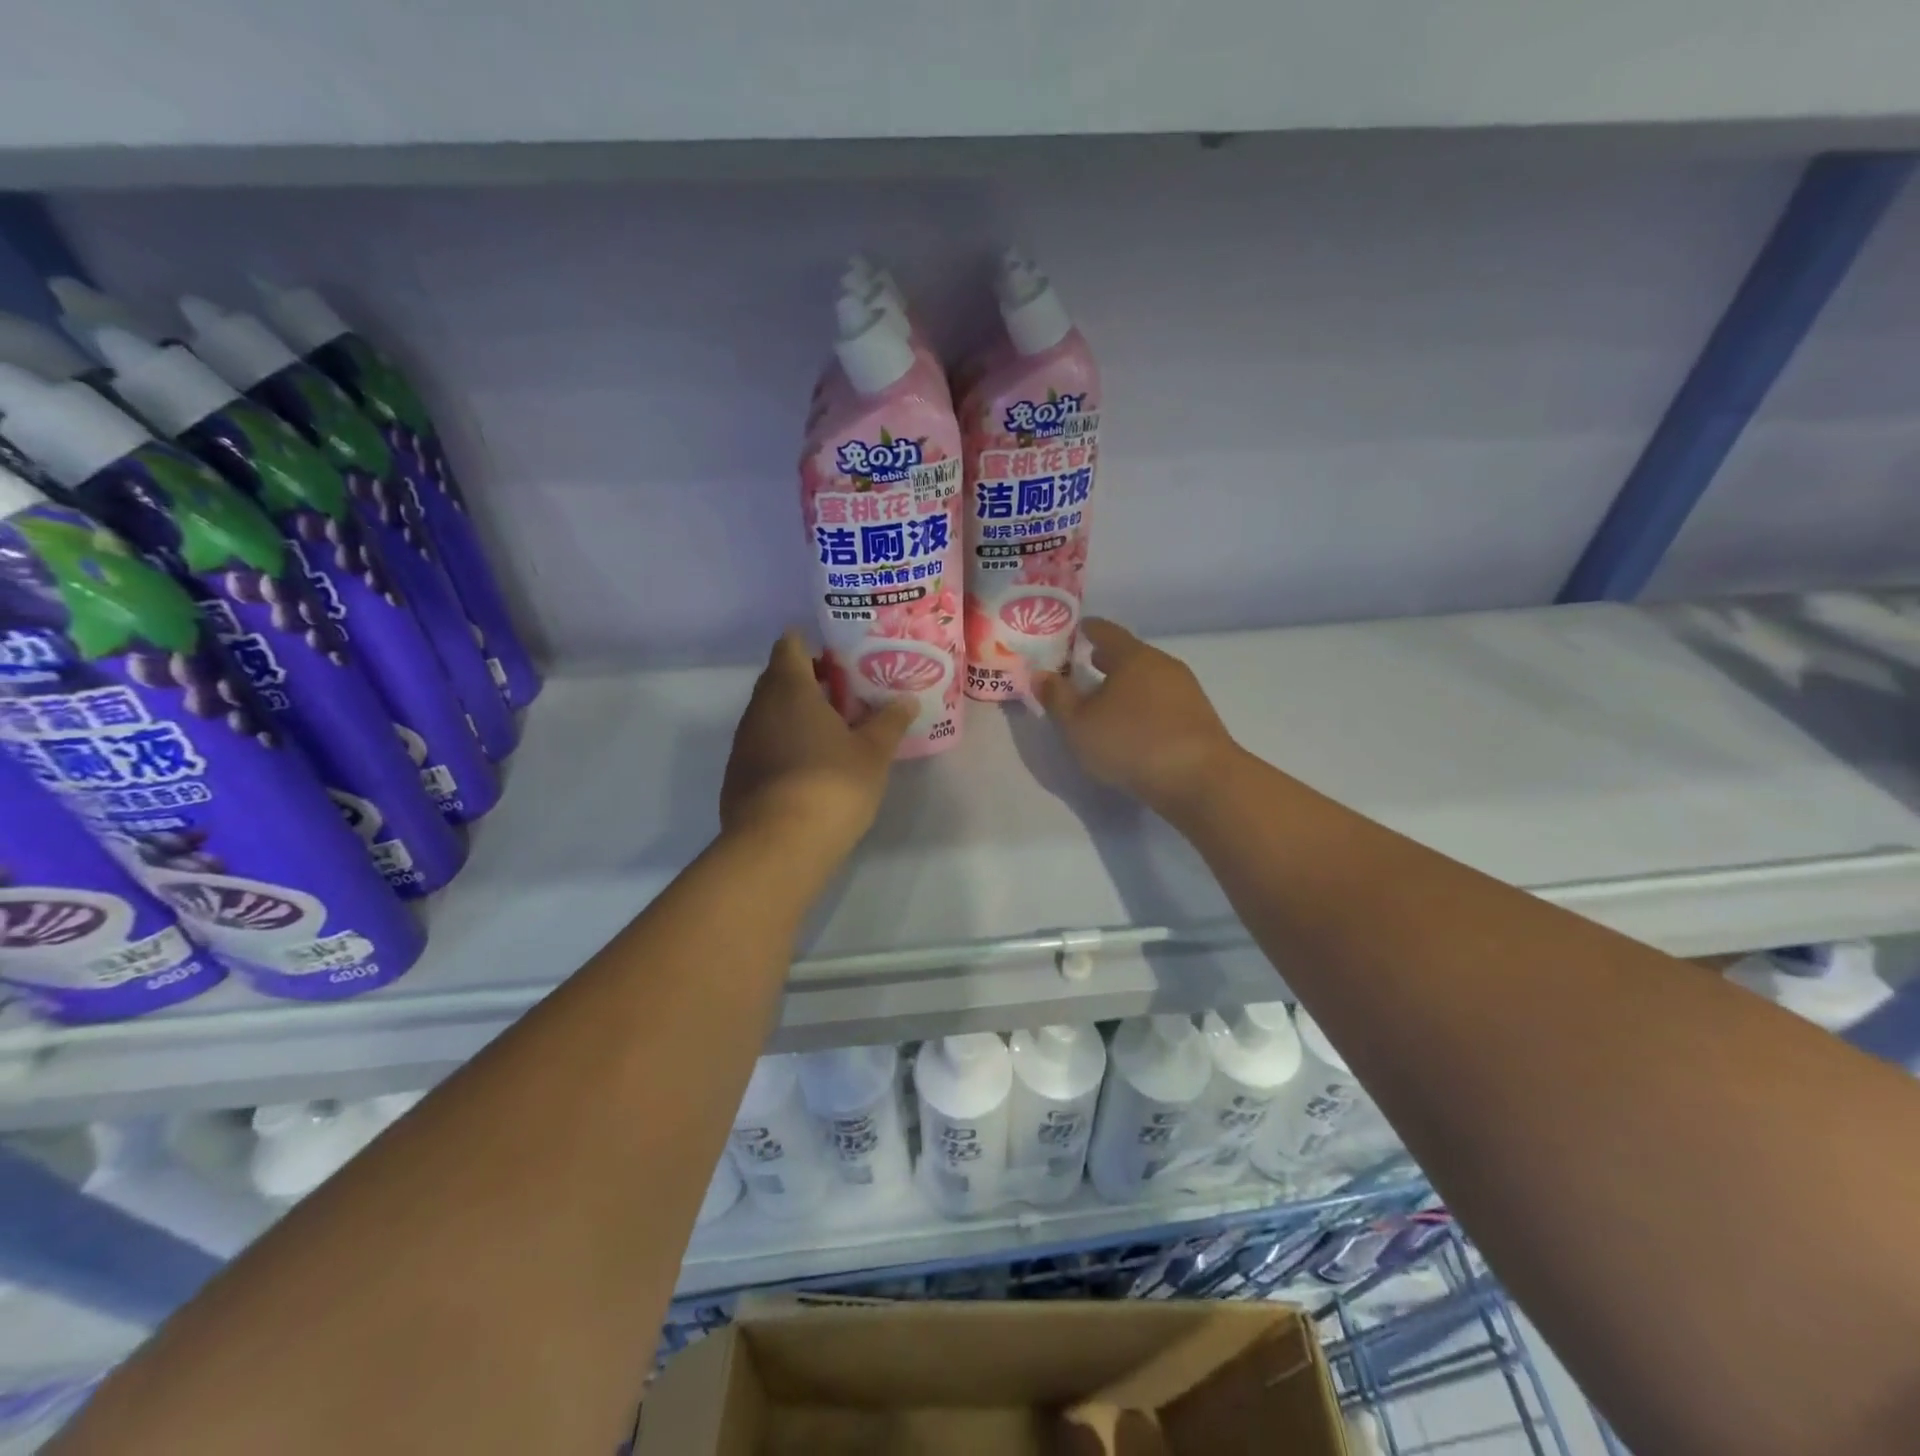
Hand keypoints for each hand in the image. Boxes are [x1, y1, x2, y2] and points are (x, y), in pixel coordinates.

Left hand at [721, 631, 913, 864]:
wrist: (778, 846)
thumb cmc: (831, 785)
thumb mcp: (873, 753)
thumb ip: (889, 722)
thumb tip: (906, 700)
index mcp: (790, 689)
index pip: (790, 646)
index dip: (811, 645)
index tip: (839, 656)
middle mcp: (759, 708)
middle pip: (778, 679)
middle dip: (808, 680)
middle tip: (845, 694)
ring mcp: (743, 742)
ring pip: (770, 714)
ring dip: (796, 715)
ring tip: (832, 731)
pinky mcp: (738, 775)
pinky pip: (763, 744)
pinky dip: (784, 744)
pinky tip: (809, 767)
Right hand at [1034, 618, 1240, 819]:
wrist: (1199, 778)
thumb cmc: (1130, 743)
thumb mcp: (1079, 725)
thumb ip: (1057, 698)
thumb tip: (1041, 674)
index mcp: (1132, 657)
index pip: (1107, 632)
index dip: (1090, 630)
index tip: (1078, 630)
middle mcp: (1162, 665)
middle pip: (1131, 655)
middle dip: (1108, 659)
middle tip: (1087, 664)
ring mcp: (1186, 690)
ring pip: (1148, 678)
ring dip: (1127, 684)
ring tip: (1108, 698)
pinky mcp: (1198, 717)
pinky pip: (1163, 700)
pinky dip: (1145, 704)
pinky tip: (1135, 724)